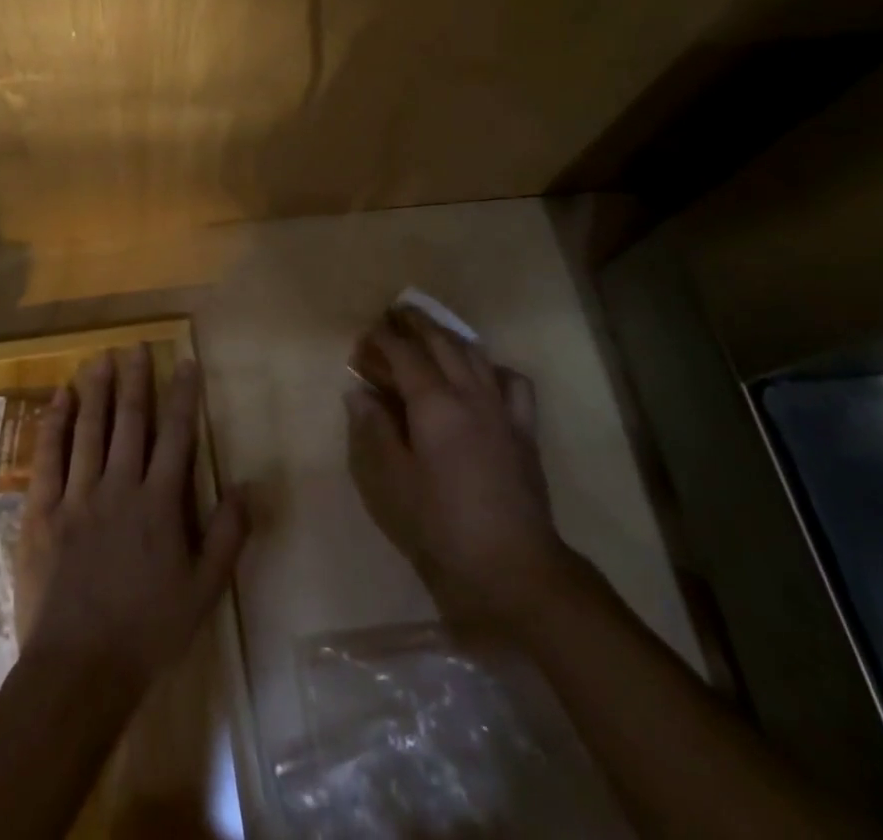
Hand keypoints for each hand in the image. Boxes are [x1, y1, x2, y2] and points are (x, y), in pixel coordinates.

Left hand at [14, 348, 248, 691]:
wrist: (78, 670)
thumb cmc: (147, 632)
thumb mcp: (204, 591)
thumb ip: (228, 535)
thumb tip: (249, 485)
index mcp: (159, 504)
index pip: (176, 436)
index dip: (183, 396)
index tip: (185, 363)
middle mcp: (119, 487)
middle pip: (130, 422)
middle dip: (136, 380)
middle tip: (137, 346)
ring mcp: (77, 496)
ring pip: (89, 430)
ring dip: (97, 391)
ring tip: (102, 358)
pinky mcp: (42, 511)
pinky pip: (49, 457)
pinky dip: (55, 423)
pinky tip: (61, 398)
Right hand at [345, 307, 568, 628]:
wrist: (513, 566)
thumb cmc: (442, 525)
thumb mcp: (392, 480)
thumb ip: (375, 429)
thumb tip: (359, 392)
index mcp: (434, 404)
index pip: (404, 354)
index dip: (382, 339)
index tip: (365, 336)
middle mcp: (470, 394)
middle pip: (441, 342)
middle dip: (415, 324)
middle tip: (393, 315)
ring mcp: (502, 409)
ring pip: (475, 354)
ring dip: (449, 336)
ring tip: (430, 332)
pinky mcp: (524, 429)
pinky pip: (512, 383)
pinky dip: (493, 368)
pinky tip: (482, 375)